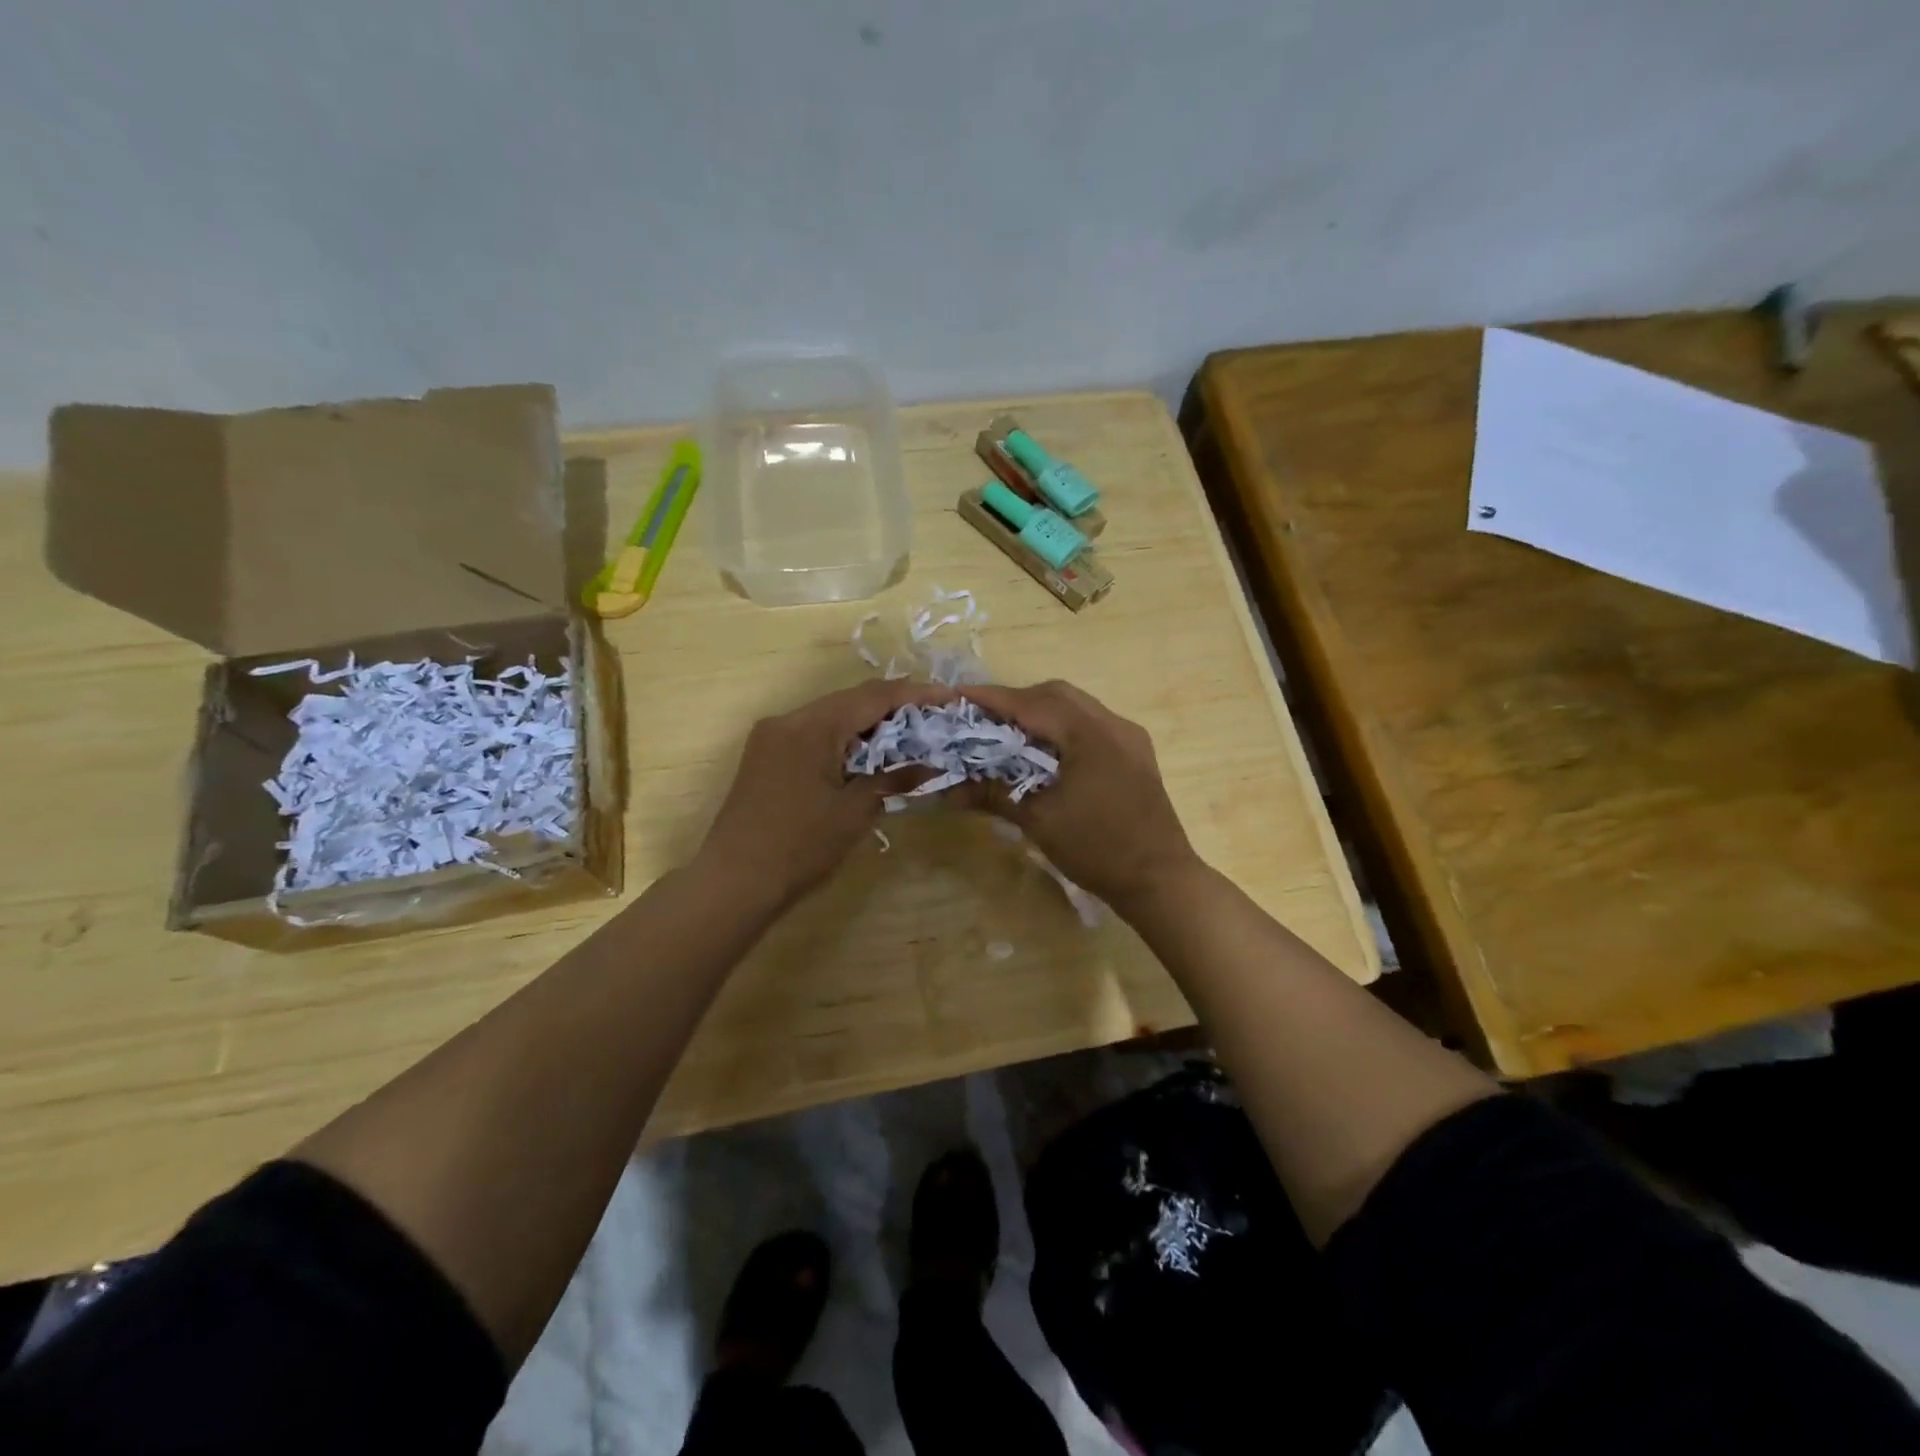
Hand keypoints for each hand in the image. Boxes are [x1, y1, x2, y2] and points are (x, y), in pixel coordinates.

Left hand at [693, 679, 952, 913]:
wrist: (734, 881)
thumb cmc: (799, 847)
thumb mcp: (854, 812)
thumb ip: (893, 779)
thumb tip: (930, 765)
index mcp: (811, 727)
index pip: (872, 696)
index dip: (914, 694)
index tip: (948, 699)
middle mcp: (788, 720)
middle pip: (850, 700)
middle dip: (893, 707)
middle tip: (932, 717)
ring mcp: (771, 736)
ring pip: (830, 716)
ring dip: (867, 723)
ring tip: (907, 735)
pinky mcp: (765, 755)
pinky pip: (812, 733)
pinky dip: (843, 739)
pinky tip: (866, 754)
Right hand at [958, 680, 1199, 911]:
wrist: (1160, 880)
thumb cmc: (1097, 849)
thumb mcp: (1039, 821)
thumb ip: (993, 794)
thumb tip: (947, 790)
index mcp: (1089, 734)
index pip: (1030, 704)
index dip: (991, 699)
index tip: (956, 698)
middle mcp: (1112, 724)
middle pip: (1055, 695)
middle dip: (1015, 701)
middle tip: (981, 718)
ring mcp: (1128, 737)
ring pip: (1076, 707)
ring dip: (1039, 712)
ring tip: (1007, 732)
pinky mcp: (1134, 753)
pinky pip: (1091, 725)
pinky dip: (1061, 727)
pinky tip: (1044, 750)